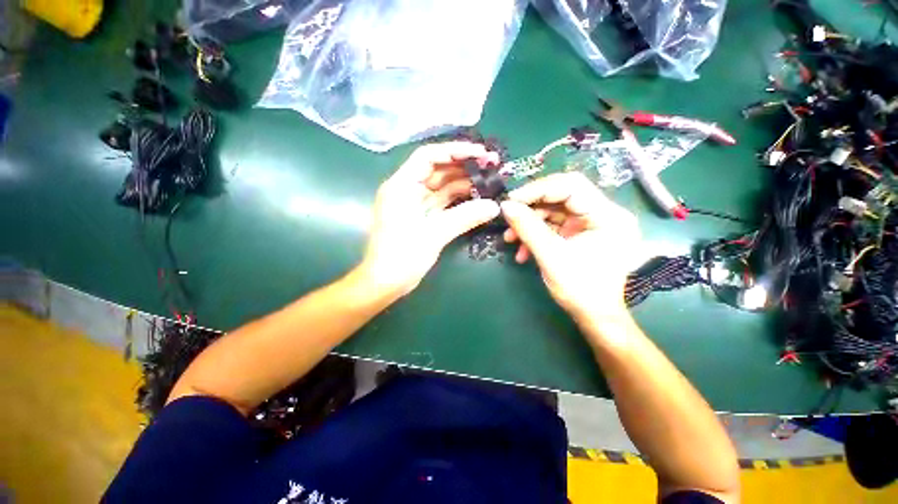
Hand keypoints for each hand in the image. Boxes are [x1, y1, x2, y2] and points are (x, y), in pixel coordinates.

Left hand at [357, 142, 500, 297]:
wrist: (385, 283)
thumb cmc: (402, 256)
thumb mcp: (434, 234)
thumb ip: (465, 217)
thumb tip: (494, 206)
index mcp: (402, 185)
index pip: (429, 156)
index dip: (456, 151)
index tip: (482, 154)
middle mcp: (407, 190)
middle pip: (437, 170)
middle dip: (464, 167)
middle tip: (492, 167)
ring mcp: (414, 204)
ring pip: (442, 187)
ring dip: (464, 184)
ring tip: (490, 182)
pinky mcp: (421, 217)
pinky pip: (442, 202)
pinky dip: (458, 201)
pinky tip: (477, 199)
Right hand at [500, 172, 640, 320]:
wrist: (593, 316)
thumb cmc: (580, 289)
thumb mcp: (550, 256)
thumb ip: (528, 228)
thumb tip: (505, 206)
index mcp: (608, 216)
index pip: (571, 186)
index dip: (538, 189)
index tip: (512, 200)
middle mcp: (603, 214)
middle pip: (561, 197)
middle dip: (531, 208)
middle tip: (508, 215)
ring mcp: (590, 224)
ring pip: (553, 212)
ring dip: (529, 223)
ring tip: (509, 238)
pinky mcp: (579, 234)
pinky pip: (553, 226)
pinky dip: (535, 234)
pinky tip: (521, 250)